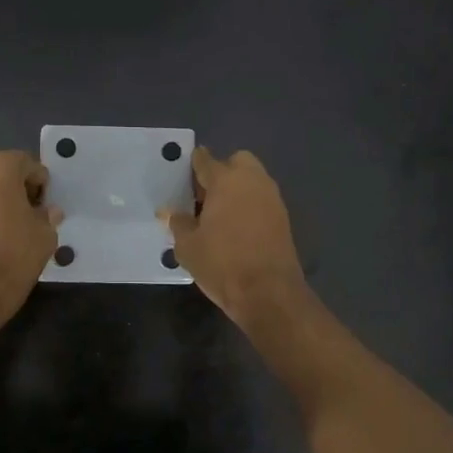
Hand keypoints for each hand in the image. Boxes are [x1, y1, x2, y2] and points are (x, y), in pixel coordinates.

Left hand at [0, 150, 62, 317]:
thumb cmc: (13, 254)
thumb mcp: (45, 234)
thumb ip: (48, 216)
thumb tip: (48, 212)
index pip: (28, 164)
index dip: (42, 185)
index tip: (46, 207)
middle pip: (2, 172)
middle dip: (17, 188)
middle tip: (31, 215)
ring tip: (10, 228)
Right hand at [161, 147, 308, 326]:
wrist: (269, 292)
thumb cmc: (222, 263)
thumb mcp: (188, 246)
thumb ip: (178, 223)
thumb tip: (169, 212)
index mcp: (226, 181)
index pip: (205, 160)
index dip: (192, 163)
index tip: (182, 172)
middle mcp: (252, 181)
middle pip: (237, 162)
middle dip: (222, 171)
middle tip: (204, 196)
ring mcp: (272, 199)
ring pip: (252, 181)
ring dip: (237, 189)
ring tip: (218, 215)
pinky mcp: (283, 218)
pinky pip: (262, 200)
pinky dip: (249, 206)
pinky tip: (236, 228)